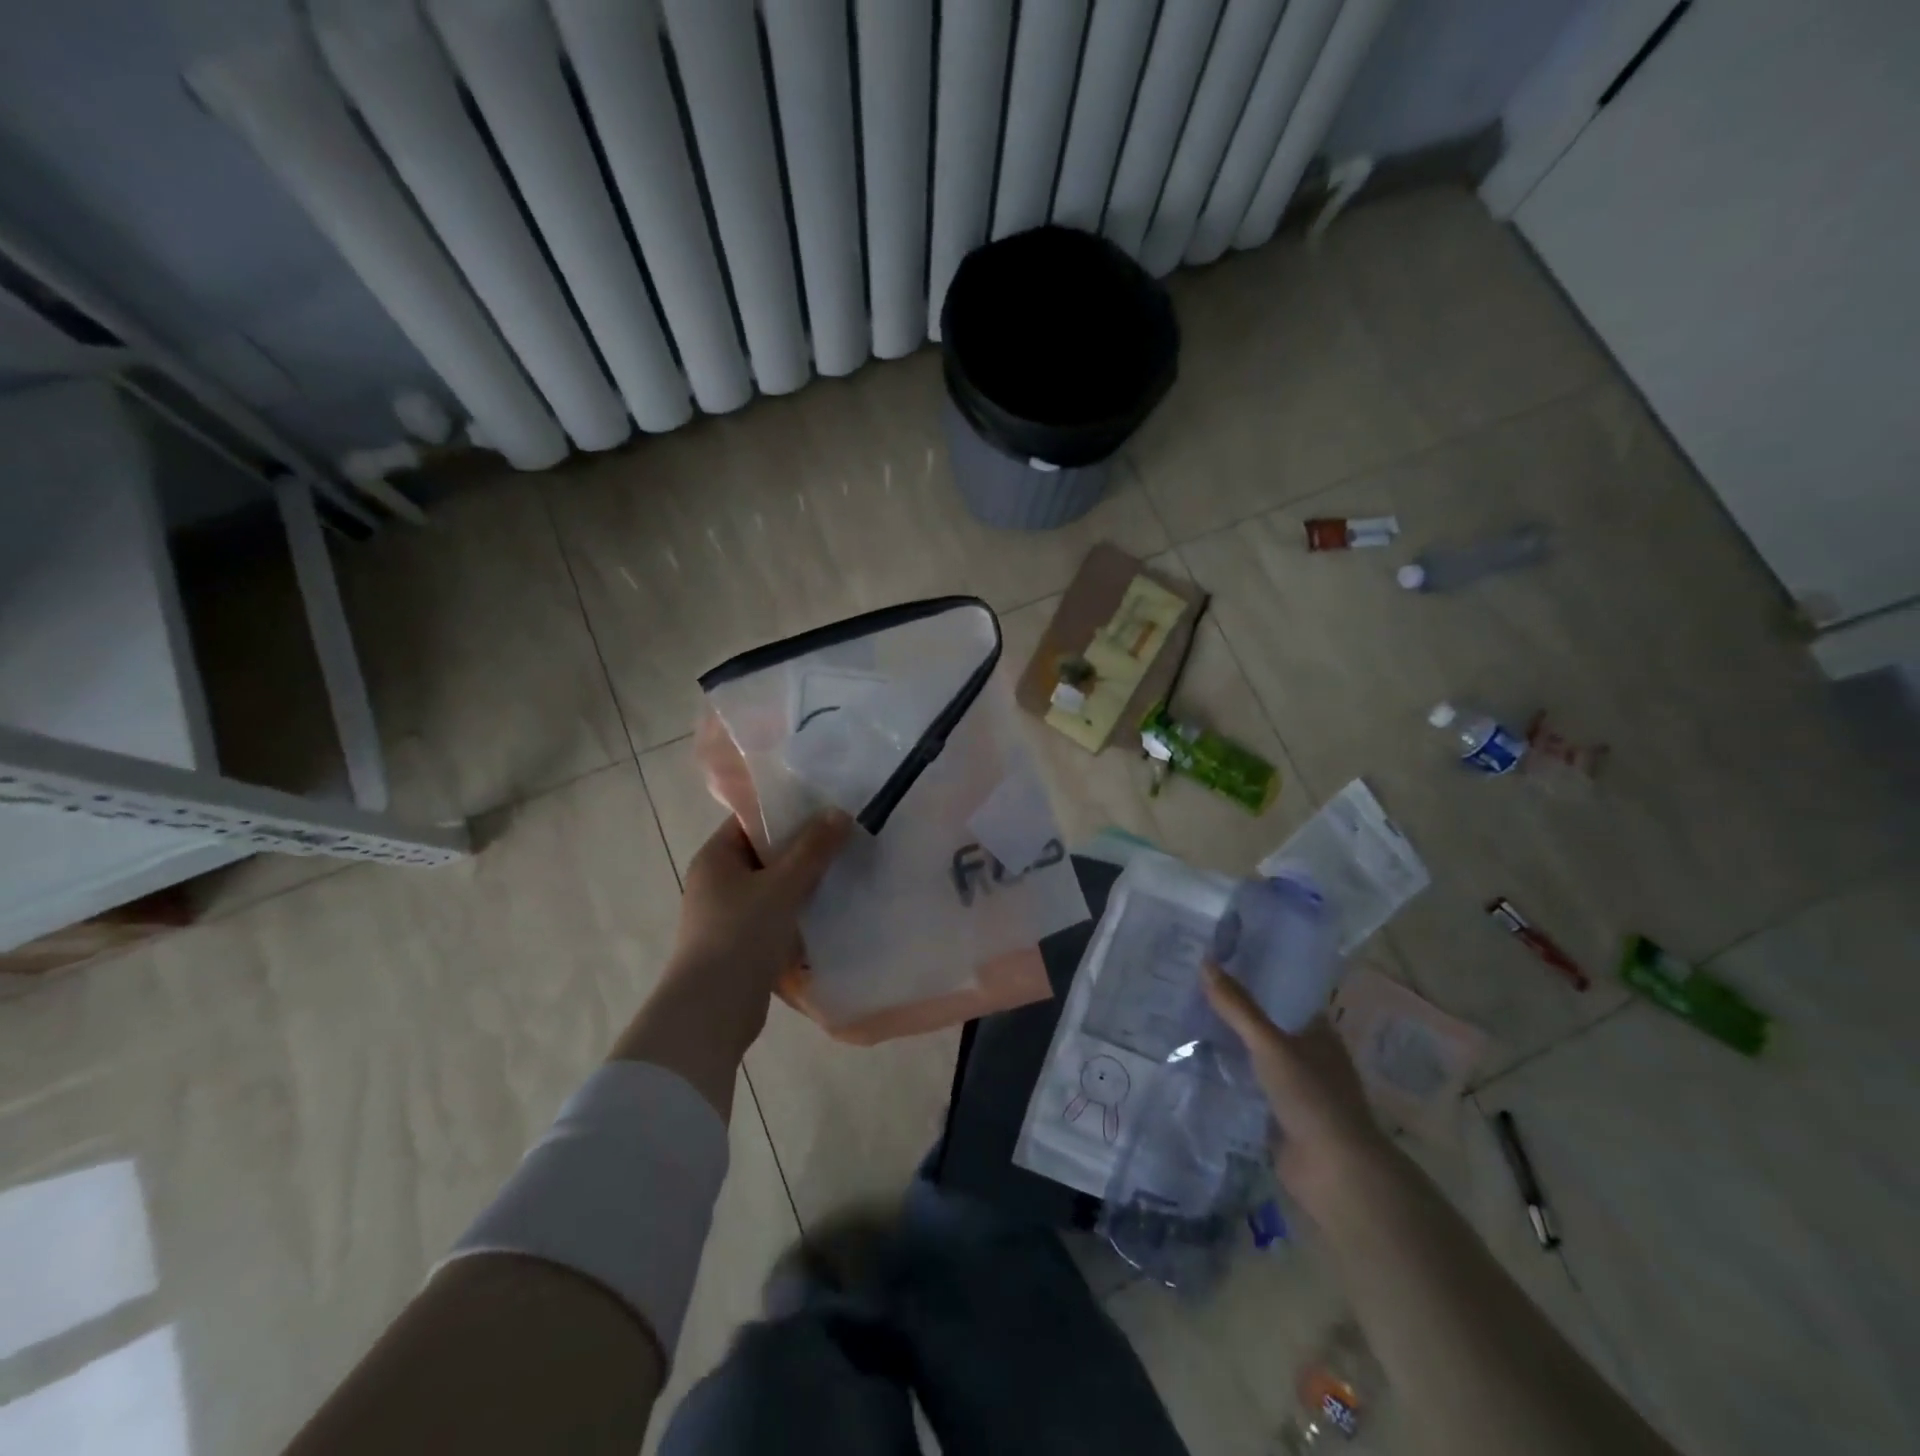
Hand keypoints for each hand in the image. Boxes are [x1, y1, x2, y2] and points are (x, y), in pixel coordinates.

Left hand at [610, 810, 852, 1115]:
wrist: (712, 1011)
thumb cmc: (741, 935)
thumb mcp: (782, 885)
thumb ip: (813, 848)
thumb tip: (839, 812)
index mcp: (716, 858)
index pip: (753, 821)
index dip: (788, 812)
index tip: (827, 809)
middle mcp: (717, 882)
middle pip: (766, 853)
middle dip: (804, 849)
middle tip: (845, 840)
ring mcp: (726, 915)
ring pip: (773, 887)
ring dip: (804, 883)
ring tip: (845, 873)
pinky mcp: (740, 945)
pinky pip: (774, 917)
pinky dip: (798, 913)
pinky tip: (829, 912)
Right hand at [1202, 963, 1392, 1216]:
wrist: (1334, 1172)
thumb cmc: (1312, 1097)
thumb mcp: (1270, 1045)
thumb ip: (1238, 1007)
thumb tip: (1205, 962)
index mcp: (1317, 1030)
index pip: (1283, 991)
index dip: (1255, 973)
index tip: (1217, 957)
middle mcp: (1307, 1052)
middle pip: (1265, 1021)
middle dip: (1234, 1007)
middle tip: (1190, 983)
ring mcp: (1293, 1084)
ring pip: (1253, 1052)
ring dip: (1227, 1040)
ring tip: (1183, 1015)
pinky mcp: (1277, 1112)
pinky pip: (1246, 1081)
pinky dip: (1226, 1071)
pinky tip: (1194, 1059)